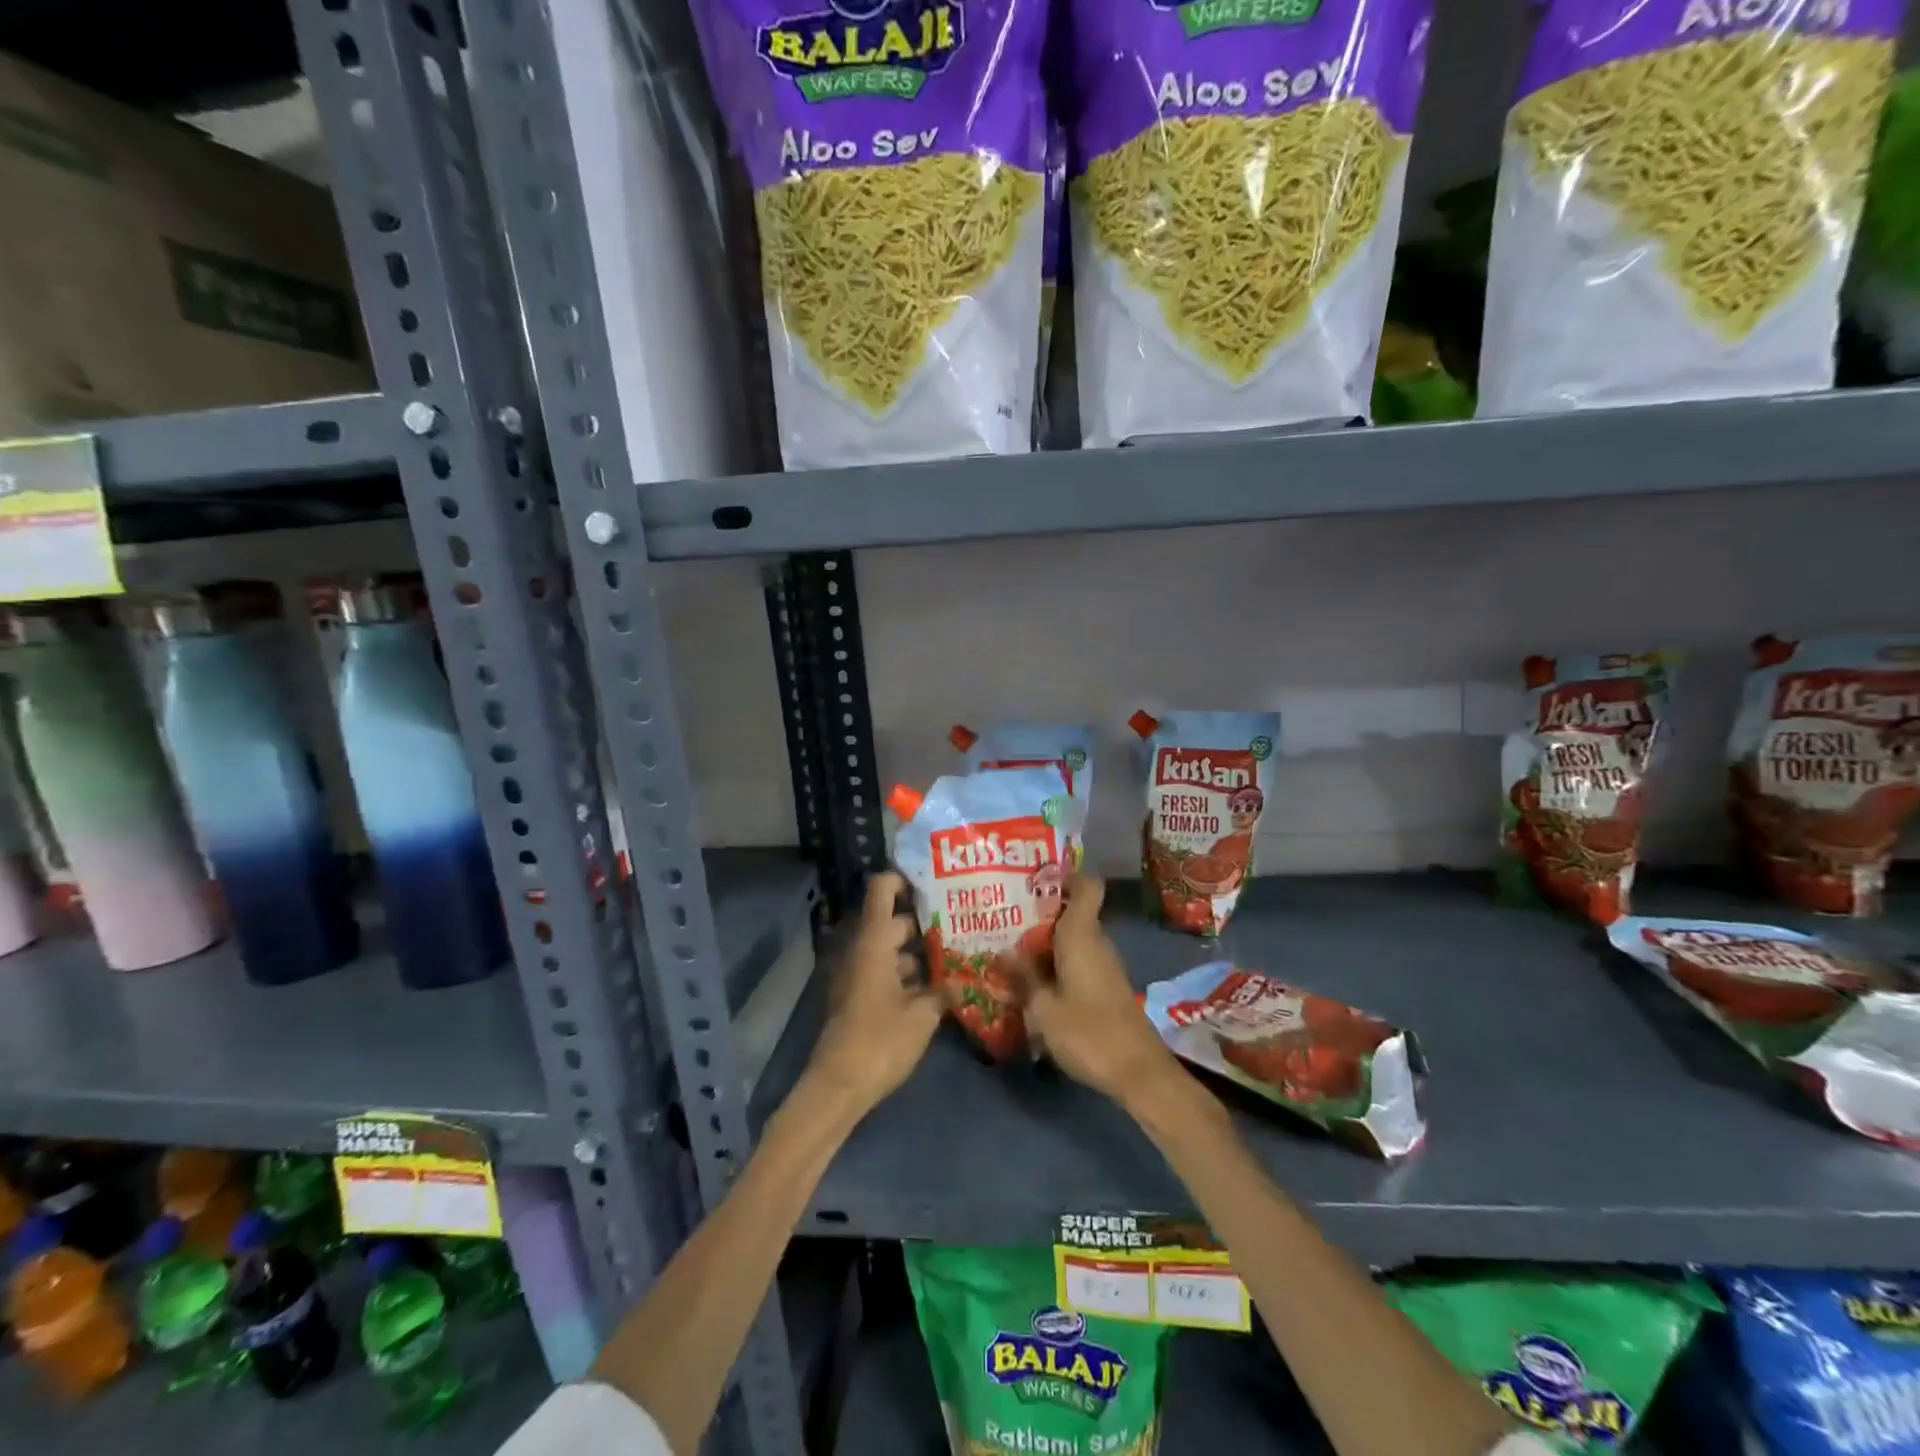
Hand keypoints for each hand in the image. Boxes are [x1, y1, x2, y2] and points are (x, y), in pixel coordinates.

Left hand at [804, 871, 941, 1117]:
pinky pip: (886, 971)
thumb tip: (964, 978)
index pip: (882, 890)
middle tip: (962, 922)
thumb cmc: (880, 1041)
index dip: (905, 879)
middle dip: (926, 921)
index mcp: (873, 942)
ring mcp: (858, 974)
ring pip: (891, 948)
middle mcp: (862, 950)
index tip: (936, 883)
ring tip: (959, 955)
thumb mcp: (922, 1015)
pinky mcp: (859, 997)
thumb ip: (944, 990)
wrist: (838, 1086)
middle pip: (893, 921)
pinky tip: (938, 986)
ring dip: (920, 951)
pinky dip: (909, 973)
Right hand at [1017, 875, 1181, 1104]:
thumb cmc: (1089, 1033)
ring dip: (1045, 943)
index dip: (1065, 876)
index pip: (1086, 886)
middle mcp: (1096, 942)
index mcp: (1082, 935)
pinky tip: (1033, 982)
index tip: (1034, 881)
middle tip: (1003, 920)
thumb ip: (1022, 977)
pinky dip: (1056, 964)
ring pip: (1073, 939)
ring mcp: (1104, 965)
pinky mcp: (1106, 987)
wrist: (1139, 1073)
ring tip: (1009, 951)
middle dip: (1039, 915)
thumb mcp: (1043, 1008)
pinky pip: (1078, 961)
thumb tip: (1002, 952)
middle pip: (1071, 913)